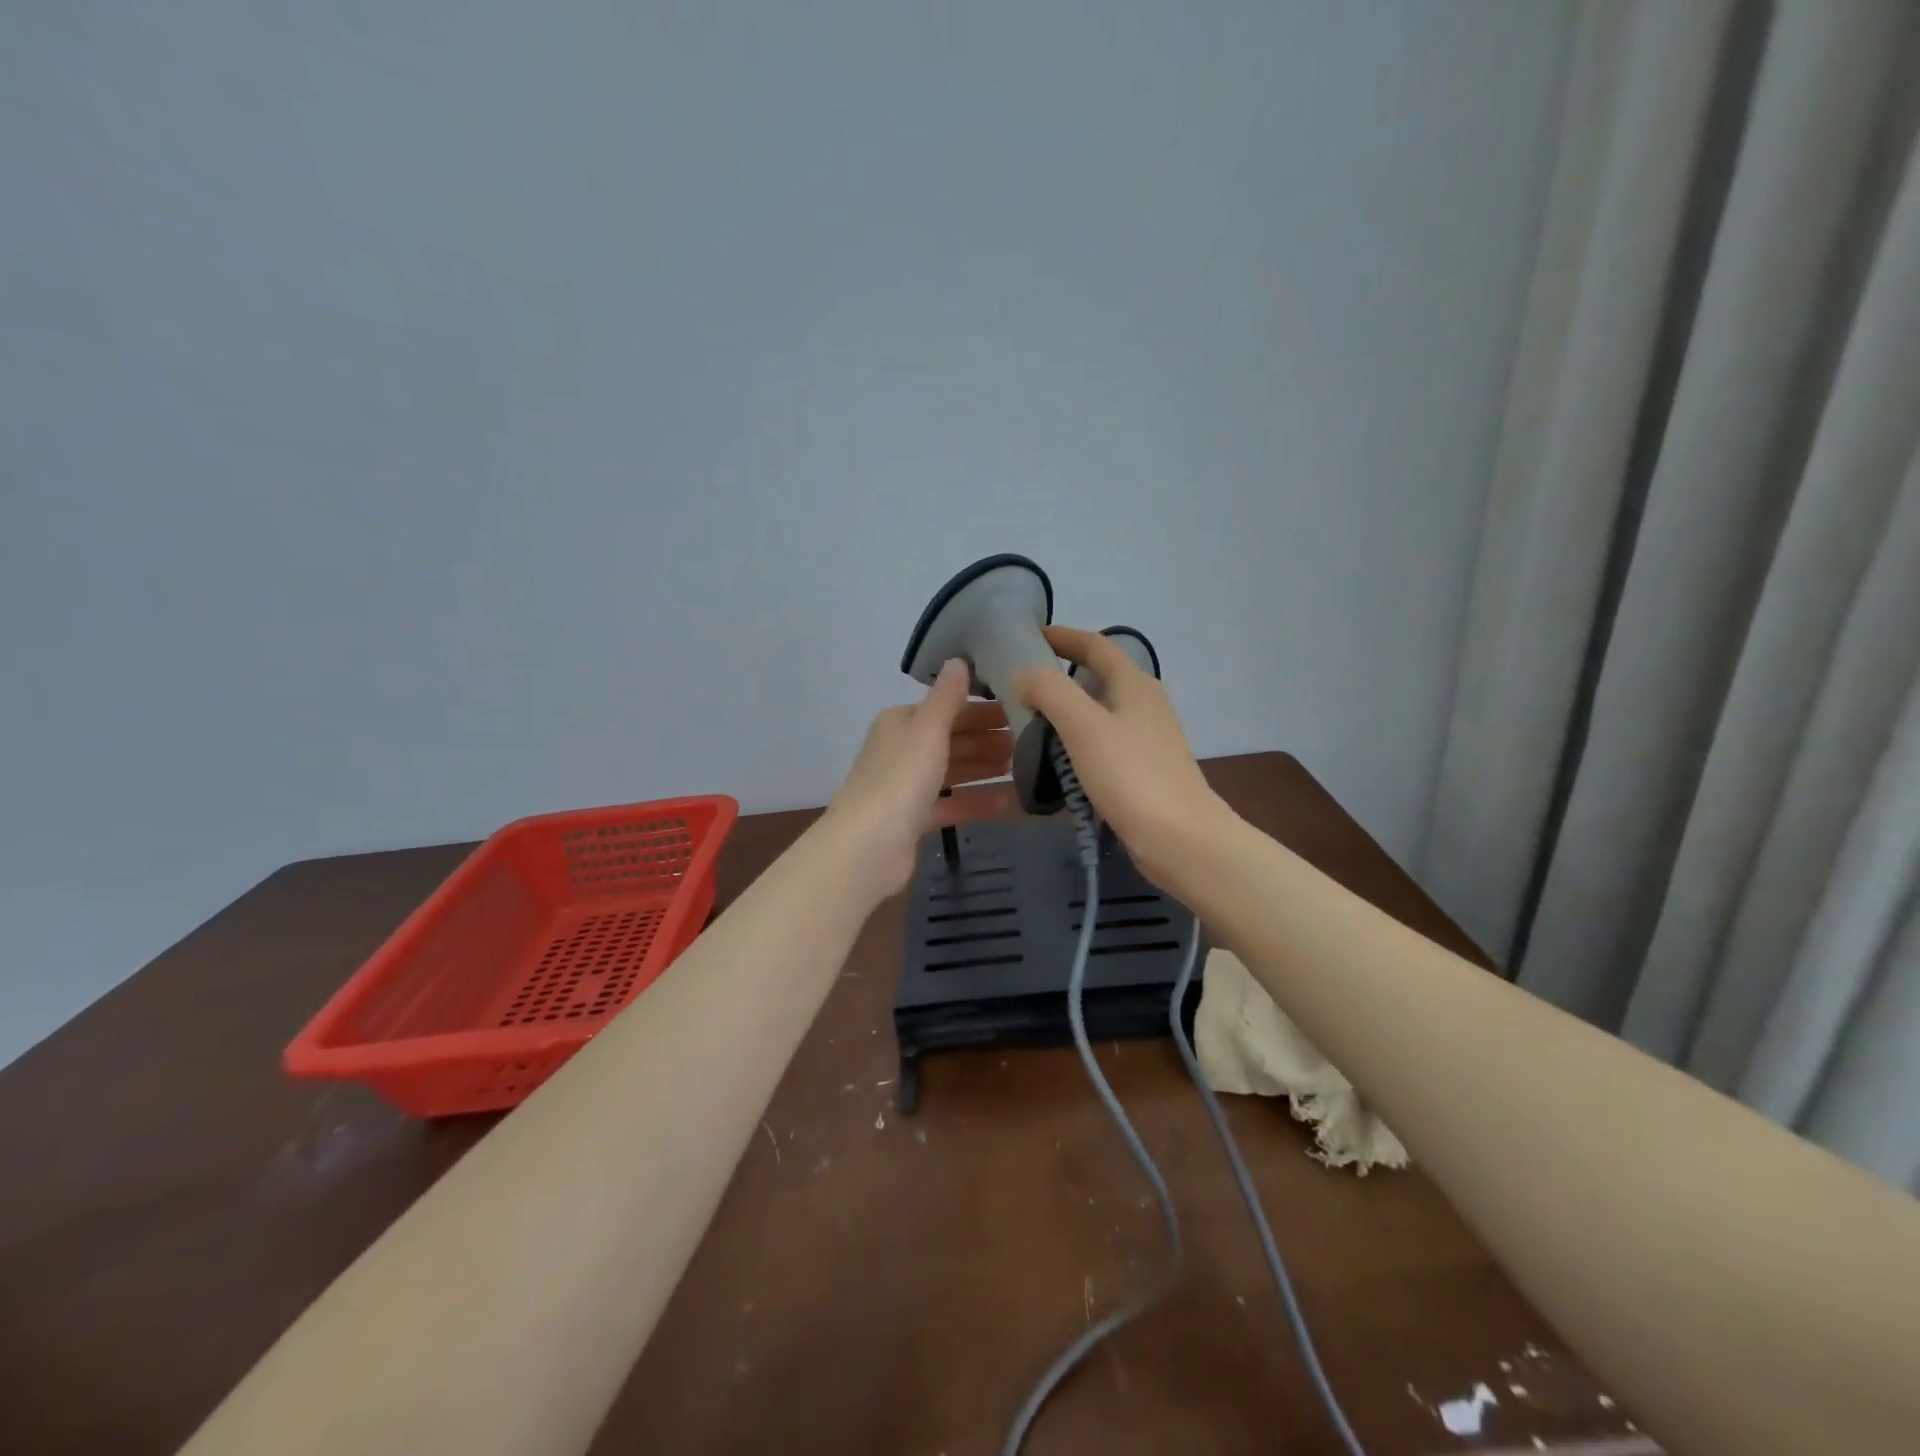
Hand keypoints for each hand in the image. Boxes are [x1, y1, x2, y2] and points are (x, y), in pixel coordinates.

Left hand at [825, 659, 1015, 899]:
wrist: (868, 846)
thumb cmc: (901, 778)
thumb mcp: (928, 728)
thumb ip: (947, 696)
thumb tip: (958, 659)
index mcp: (901, 722)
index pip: (948, 709)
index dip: (984, 710)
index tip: (1022, 712)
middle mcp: (902, 750)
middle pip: (952, 740)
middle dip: (988, 740)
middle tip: (1030, 742)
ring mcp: (906, 787)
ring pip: (953, 772)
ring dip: (985, 769)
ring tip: (1024, 769)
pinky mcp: (913, 820)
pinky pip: (951, 804)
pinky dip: (976, 802)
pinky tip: (1009, 803)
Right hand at [1012, 625, 1230, 886]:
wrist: (1180, 840)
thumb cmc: (1132, 776)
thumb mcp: (1084, 726)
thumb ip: (1050, 691)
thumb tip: (1024, 674)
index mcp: (1135, 684)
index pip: (1096, 645)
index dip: (1063, 636)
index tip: (1029, 637)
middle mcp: (1144, 705)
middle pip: (1098, 678)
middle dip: (1060, 677)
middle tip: (1019, 685)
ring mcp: (1147, 740)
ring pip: (1098, 715)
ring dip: (1066, 714)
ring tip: (1028, 724)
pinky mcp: (1143, 772)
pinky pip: (1101, 747)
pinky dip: (1076, 746)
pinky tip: (1054, 764)